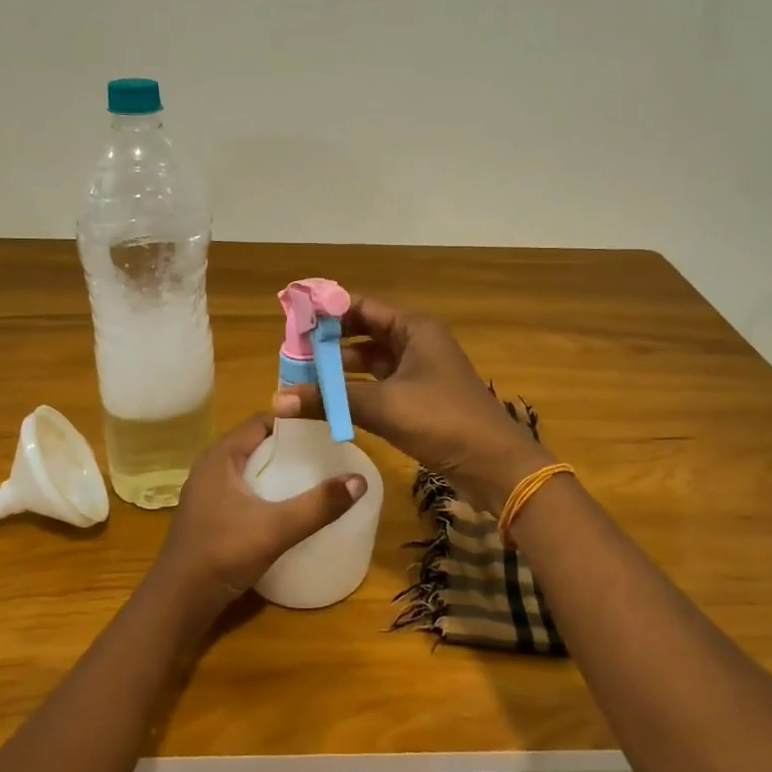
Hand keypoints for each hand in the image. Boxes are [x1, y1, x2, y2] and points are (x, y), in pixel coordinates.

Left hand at [153, 414, 366, 614]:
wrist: (178, 601)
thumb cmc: (223, 553)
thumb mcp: (276, 528)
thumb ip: (319, 505)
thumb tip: (360, 480)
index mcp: (221, 456)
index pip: (262, 420)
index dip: (294, 419)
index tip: (326, 426)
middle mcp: (212, 466)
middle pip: (257, 441)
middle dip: (290, 444)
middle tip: (327, 450)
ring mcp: (208, 491)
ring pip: (250, 466)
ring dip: (278, 467)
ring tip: (314, 474)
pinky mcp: (210, 513)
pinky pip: (243, 487)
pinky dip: (266, 487)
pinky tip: (287, 504)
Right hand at [272, 295, 547, 512]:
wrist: (495, 464)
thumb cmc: (442, 421)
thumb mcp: (383, 406)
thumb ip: (330, 400)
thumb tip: (277, 400)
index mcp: (414, 328)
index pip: (362, 306)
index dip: (327, 311)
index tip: (293, 320)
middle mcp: (417, 342)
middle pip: (364, 331)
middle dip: (330, 342)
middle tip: (292, 352)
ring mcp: (420, 371)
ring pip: (371, 360)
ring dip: (340, 368)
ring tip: (302, 377)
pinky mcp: (420, 398)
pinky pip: (379, 384)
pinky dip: (355, 389)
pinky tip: (329, 400)